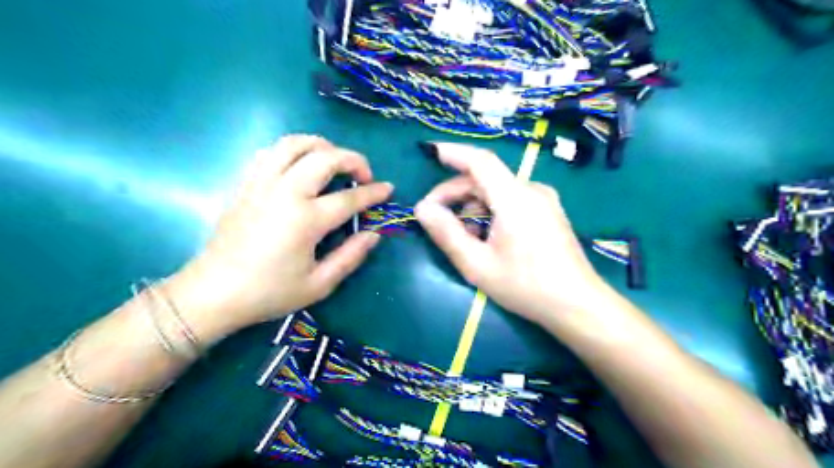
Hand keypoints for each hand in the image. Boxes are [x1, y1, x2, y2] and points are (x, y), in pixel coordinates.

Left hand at [169, 133, 394, 338]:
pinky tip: (300, 166)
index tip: (388, 189)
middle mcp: (285, 193)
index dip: (374, 192)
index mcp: (306, 220)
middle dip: (353, 159)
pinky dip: (292, 151)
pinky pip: (270, 152)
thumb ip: (351, 256)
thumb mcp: (319, 285)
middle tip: (364, 175)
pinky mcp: (245, 184)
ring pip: (294, 144)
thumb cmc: (269, 292)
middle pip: (325, 157)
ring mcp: (261, 184)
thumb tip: (374, 234)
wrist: (213, 292)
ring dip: (321, 146)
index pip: (350, 197)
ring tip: (334, 161)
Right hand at [413, 143, 610, 324]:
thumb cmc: (525, 286)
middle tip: (434, 217)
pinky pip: (512, 201)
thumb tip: (422, 208)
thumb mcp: (477, 264)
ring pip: (498, 191)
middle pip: (486, 179)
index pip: (480, 161)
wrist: (577, 304)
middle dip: (456, 193)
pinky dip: (492, 211)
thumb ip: (447, 233)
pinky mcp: (549, 212)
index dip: (454, 153)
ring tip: (464, 238)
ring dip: (473, 207)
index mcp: (515, 198)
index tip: (430, 152)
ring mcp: (544, 200)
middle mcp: (532, 190)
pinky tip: (487, 237)